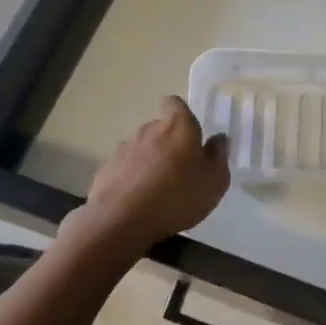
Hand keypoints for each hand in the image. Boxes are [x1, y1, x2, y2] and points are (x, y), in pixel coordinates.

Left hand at [66, 97, 229, 251]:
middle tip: (180, 168)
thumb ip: (219, 156)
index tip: (189, 132)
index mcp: (178, 126)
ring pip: (141, 148)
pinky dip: (132, 179)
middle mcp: (149, 129)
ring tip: (158, 189)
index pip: (175, 103)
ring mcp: (124, 149)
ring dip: (149, 161)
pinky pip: (124, 169)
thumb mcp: (215, 181)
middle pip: (159, 127)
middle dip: (168, 142)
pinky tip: (138, 202)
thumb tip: (219, 139)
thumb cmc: (178, 196)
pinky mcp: (106, 170)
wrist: (122, 220)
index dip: (181, 113)